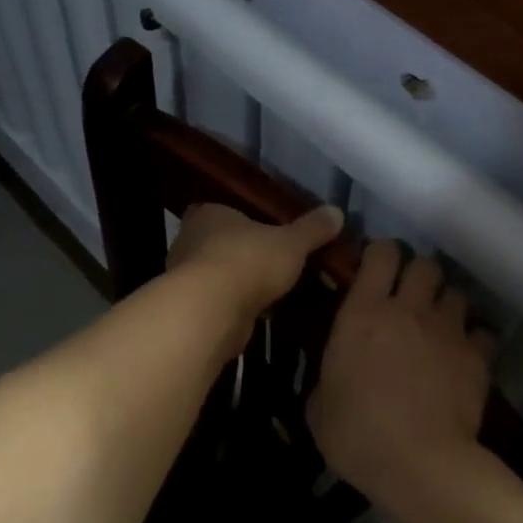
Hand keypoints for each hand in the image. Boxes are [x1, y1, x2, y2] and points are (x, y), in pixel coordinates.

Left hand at [167, 203, 343, 357]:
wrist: (212, 311)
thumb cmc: (248, 261)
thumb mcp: (291, 242)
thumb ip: (313, 229)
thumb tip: (336, 211)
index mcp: (208, 214)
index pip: (222, 210)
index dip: (243, 220)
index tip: (265, 231)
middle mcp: (190, 240)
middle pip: (220, 243)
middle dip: (244, 253)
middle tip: (276, 262)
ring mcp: (186, 277)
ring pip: (219, 274)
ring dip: (240, 282)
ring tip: (273, 290)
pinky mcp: (192, 308)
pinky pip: (219, 301)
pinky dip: (236, 306)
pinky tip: (261, 312)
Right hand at [307, 242, 494, 517]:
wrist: (419, 463)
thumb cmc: (357, 433)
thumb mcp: (319, 407)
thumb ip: (326, 379)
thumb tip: (331, 380)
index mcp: (364, 311)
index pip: (381, 254)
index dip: (381, 254)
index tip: (375, 269)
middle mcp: (409, 309)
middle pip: (425, 264)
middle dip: (419, 275)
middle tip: (409, 298)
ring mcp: (447, 330)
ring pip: (457, 293)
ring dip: (446, 304)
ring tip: (439, 325)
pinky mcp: (477, 357)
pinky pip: (484, 332)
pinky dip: (476, 339)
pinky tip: (466, 355)